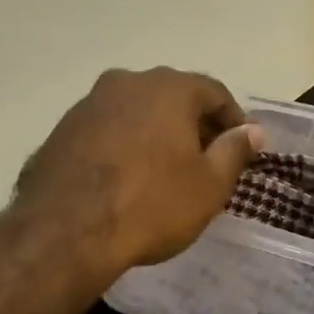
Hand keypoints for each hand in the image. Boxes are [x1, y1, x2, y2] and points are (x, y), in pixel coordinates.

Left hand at [13, 68, 262, 279]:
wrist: (65, 231)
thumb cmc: (150, 204)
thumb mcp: (208, 185)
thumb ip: (234, 151)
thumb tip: (251, 131)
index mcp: (168, 88)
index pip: (214, 93)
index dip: (233, 120)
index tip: (242, 148)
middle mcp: (127, 82)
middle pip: (173, 97)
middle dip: (193, 125)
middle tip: (206, 160)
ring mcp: (89, 103)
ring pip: (136, 111)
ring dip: (155, 133)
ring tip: (164, 170)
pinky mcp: (62, 128)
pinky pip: (107, 129)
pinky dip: (124, 144)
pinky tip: (125, 177)